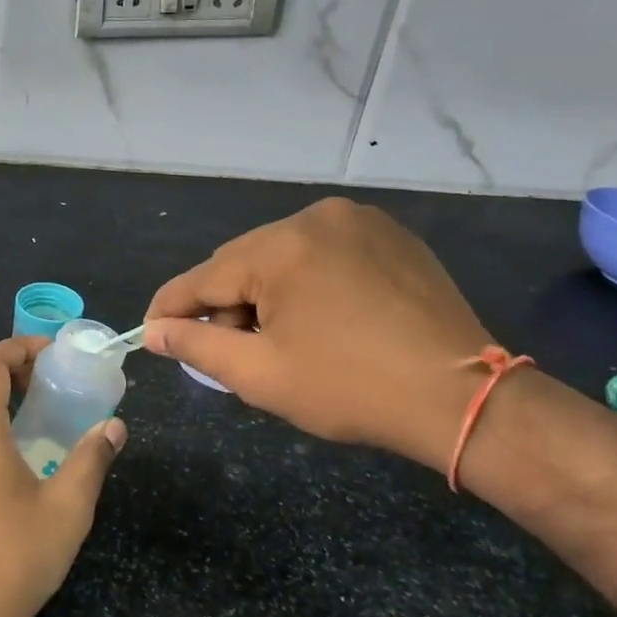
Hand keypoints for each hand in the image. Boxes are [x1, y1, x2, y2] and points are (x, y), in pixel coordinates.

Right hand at [144, 198, 493, 468]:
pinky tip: (321, 319)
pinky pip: (323, 252)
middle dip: (226, 305)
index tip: (151, 332)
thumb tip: (154, 331)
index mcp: (280, 247)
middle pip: (243, 262)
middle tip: (230, 351)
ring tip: (280, 339)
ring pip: (282, 256)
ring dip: (266, 293)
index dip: (171, 308)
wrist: (465, 399)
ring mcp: (357, 220)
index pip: (203, 276)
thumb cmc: (352, 388)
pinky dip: (306, 282)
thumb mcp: (261, 375)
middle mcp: (314, 217)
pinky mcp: (389, 235)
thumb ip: (197, 346)